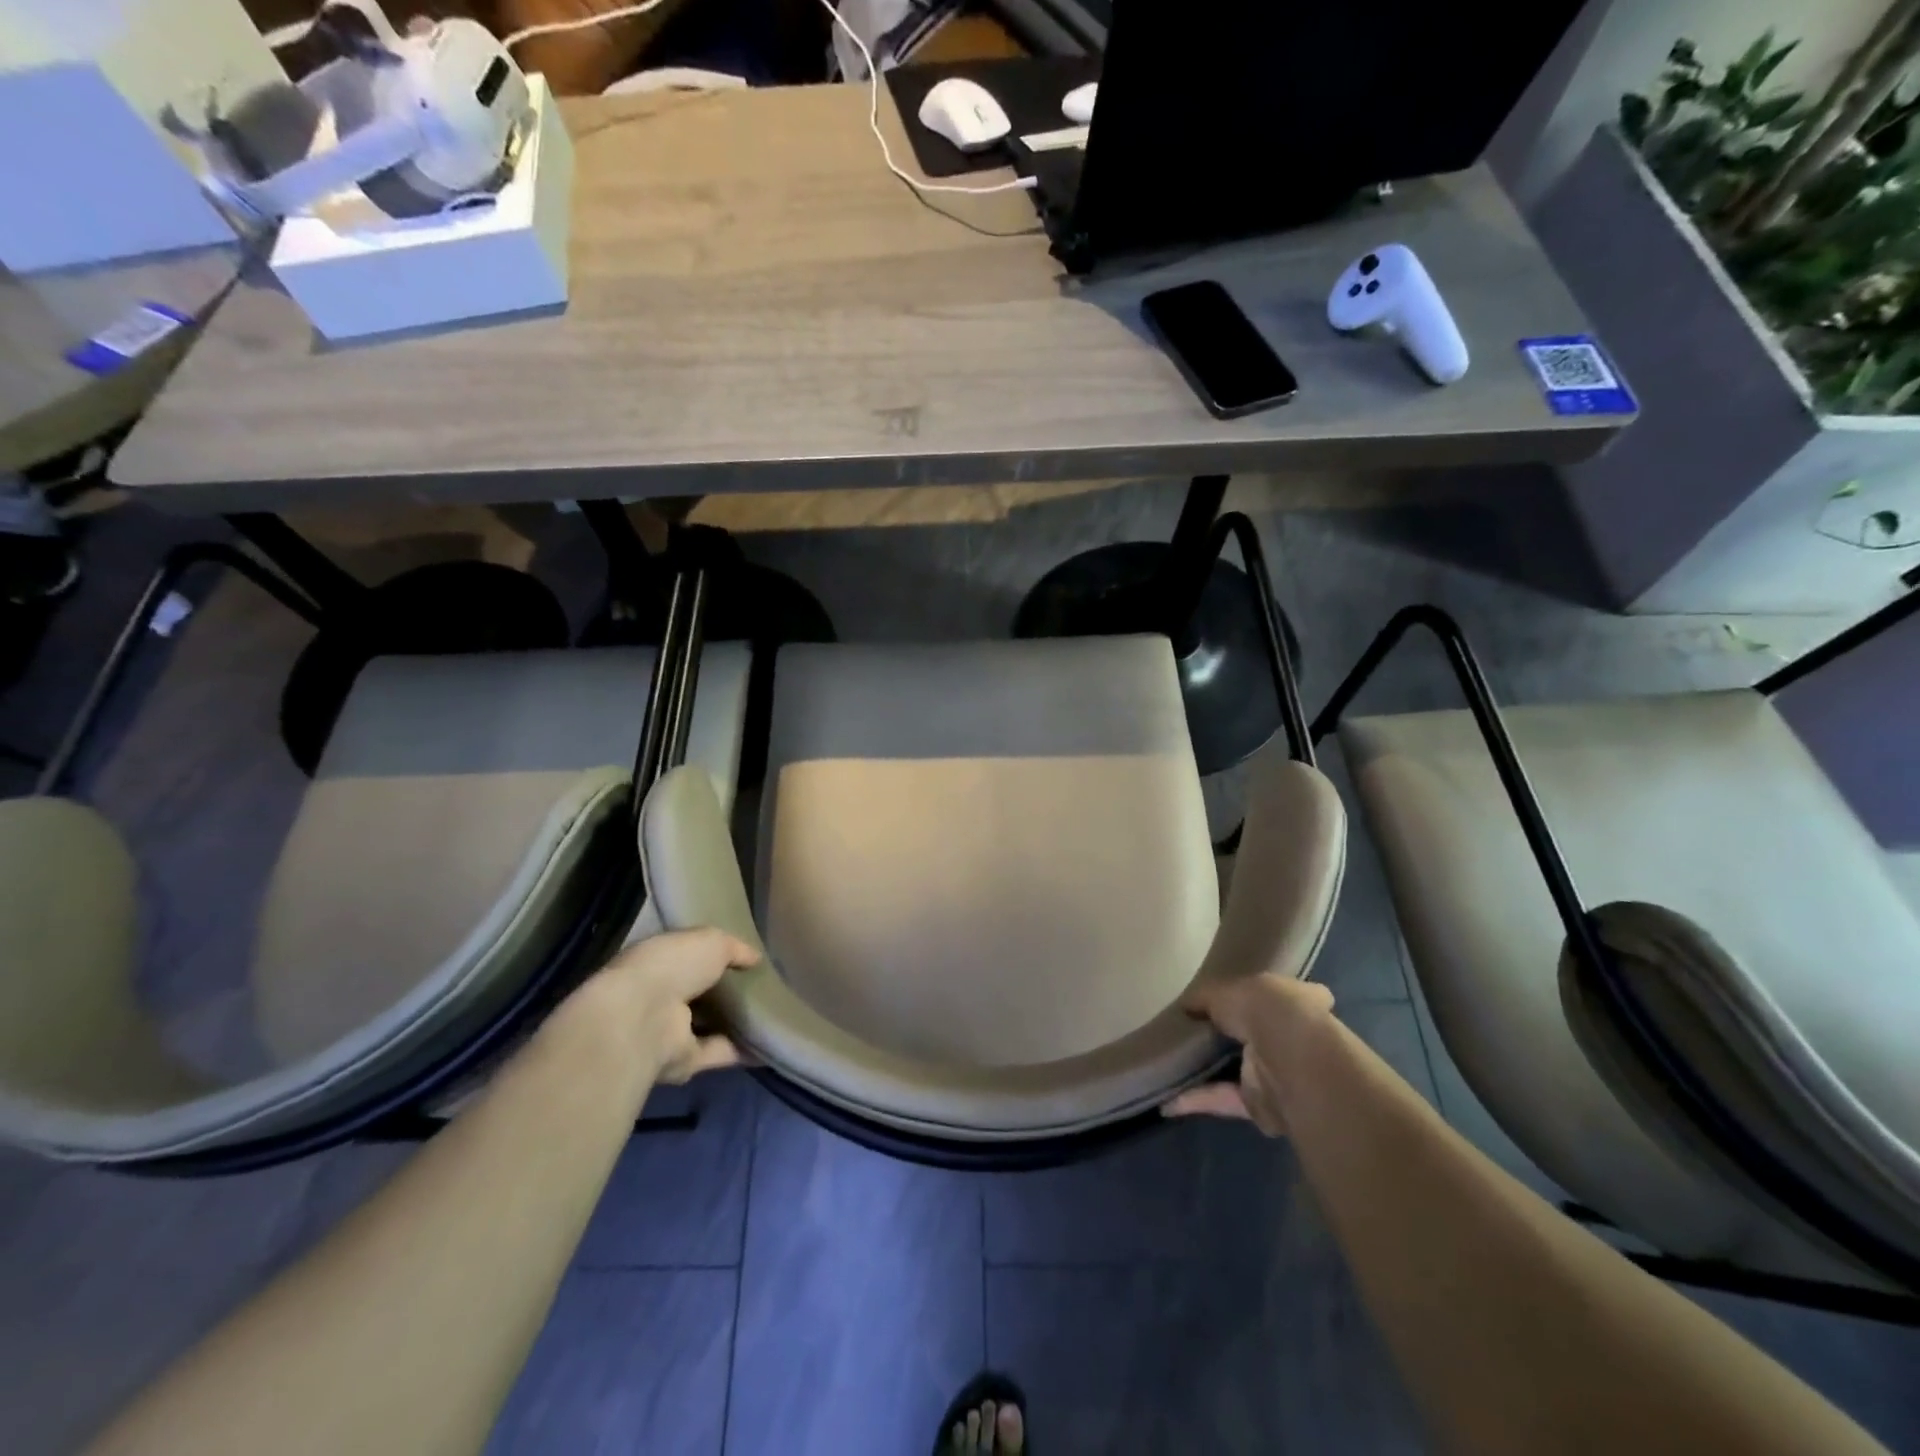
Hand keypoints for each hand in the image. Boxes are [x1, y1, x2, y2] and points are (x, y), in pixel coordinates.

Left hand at [569, 928, 760, 1084]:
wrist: (643, 1019)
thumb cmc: (672, 966)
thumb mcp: (712, 941)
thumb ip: (735, 948)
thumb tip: (755, 958)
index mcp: (658, 961)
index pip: (688, 957)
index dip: (715, 956)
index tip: (745, 957)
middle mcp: (659, 996)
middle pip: (699, 993)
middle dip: (727, 991)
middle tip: (766, 986)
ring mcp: (669, 1031)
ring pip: (708, 1025)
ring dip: (736, 1022)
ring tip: (774, 1015)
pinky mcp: (683, 1061)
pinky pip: (719, 1053)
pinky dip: (742, 1050)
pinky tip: (769, 1044)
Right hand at [1163, 974, 1334, 1134]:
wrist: (1290, 1062)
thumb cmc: (1268, 1010)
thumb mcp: (1227, 989)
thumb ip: (1206, 997)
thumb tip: (1187, 1004)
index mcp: (1300, 1002)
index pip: (1289, 995)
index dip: (1267, 995)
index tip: (1242, 996)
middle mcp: (1294, 1039)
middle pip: (1261, 1035)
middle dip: (1234, 1035)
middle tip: (1195, 1028)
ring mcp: (1280, 1075)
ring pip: (1241, 1071)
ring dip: (1212, 1070)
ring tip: (1174, 1061)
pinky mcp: (1261, 1106)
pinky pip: (1223, 1100)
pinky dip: (1196, 1100)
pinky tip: (1166, 1100)